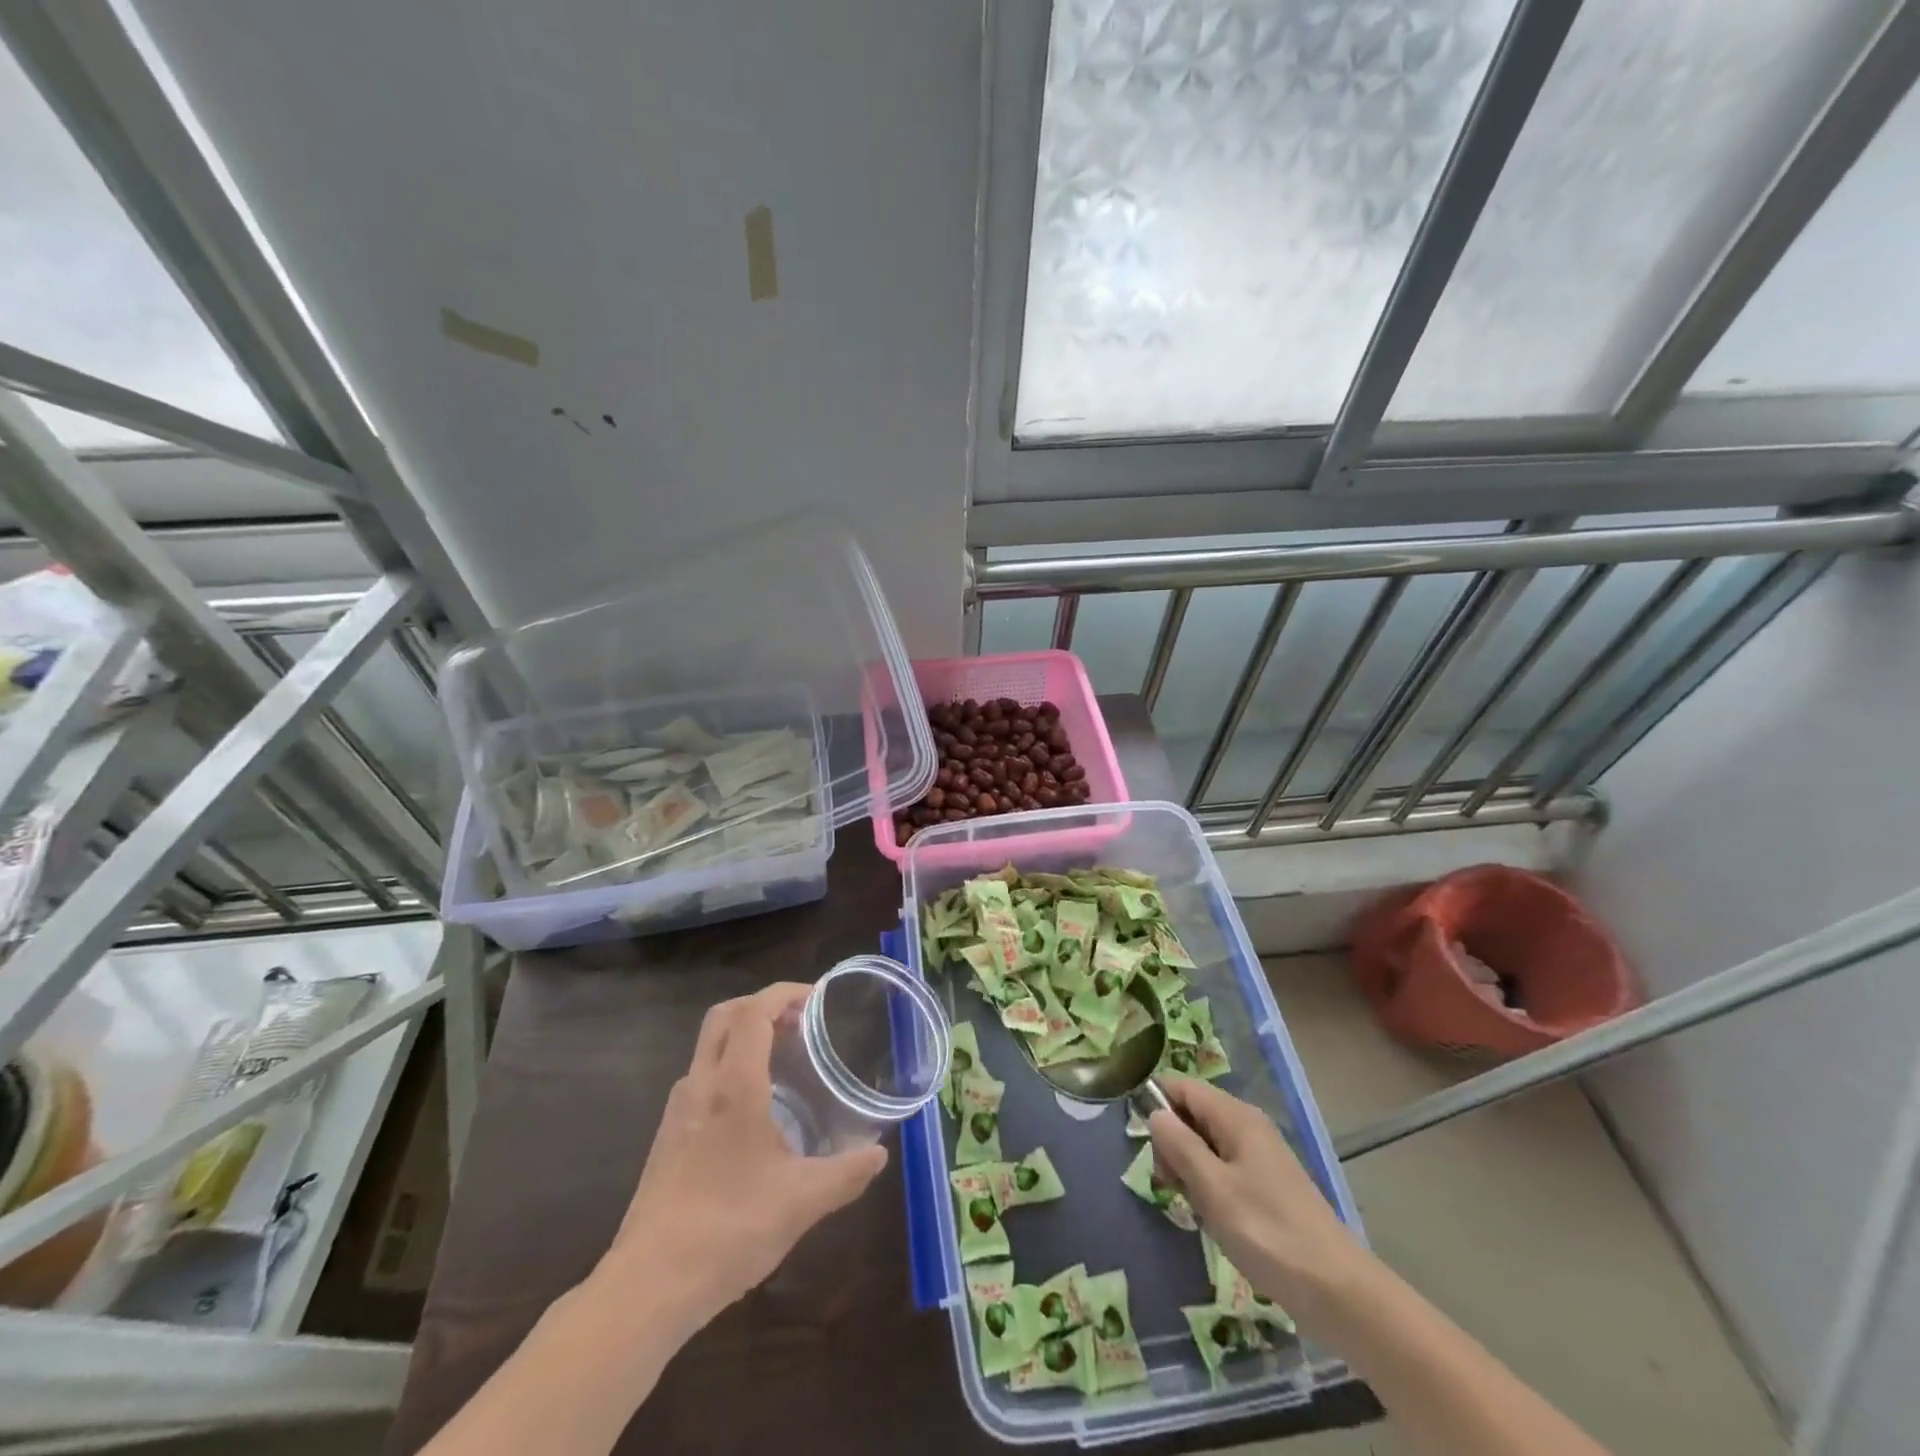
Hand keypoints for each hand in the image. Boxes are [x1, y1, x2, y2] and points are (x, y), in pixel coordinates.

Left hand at [597, 982, 887, 1332]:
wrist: (648, 1286)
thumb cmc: (729, 1230)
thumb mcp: (802, 1202)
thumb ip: (846, 1173)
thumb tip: (879, 1155)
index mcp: (733, 1086)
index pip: (753, 1012)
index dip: (785, 994)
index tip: (817, 1000)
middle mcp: (701, 1085)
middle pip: (725, 1016)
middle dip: (763, 1004)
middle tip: (802, 1020)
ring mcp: (678, 1110)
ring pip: (710, 1046)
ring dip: (745, 1036)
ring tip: (785, 1058)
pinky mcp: (668, 1136)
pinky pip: (702, 1077)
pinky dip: (731, 1067)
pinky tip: (756, 1108)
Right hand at [1149, 1078, 1361, 1321]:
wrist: (1337, 1290)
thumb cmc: (1267, 1232)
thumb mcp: (1212, 1187)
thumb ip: (1179, 1144)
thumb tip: (1155, 1113)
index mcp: (1235, 1117)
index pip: (1182, 1086)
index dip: (1156, 1102)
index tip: (1139, 1138)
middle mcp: (1247, 1126)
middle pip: (1192, 1113)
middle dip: (1171, 1141)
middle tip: (1167, 1183)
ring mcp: (1259, 1155)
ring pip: (1205, 1143)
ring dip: (1188, 1167)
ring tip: (1190, 1205)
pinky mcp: (1266, 1184)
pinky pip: (1222, 1167)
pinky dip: (1208, 1184)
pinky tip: (1210, 1215)